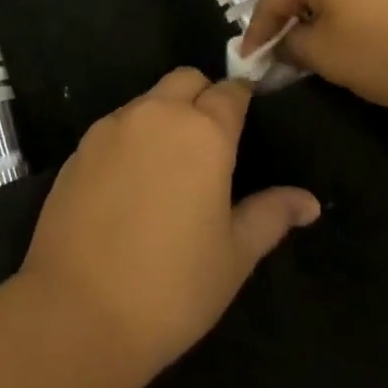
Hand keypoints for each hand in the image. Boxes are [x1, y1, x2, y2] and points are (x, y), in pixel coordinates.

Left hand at [16, 69, 319, 375]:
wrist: (79, 307)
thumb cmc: (173, 287)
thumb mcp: (234, 255)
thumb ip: (270, 215)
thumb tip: (308, 200)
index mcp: (203, 132)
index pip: (230, 92)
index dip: (241, 99)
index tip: (248, 116)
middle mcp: (157, 113)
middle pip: (186, 80)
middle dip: (203, 96)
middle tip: (212, 142)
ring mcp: (113, 124)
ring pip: (149, 99)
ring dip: (166, 115)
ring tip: (172, 166)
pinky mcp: (81, 143)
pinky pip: (117, 124)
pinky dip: (133, 136)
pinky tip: (132, 182)